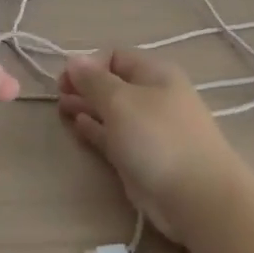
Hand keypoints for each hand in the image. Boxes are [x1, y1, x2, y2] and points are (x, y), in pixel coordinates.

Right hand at [57, 49, 248, 244]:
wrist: (195, 196)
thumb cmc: (157, 138)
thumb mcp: (121, 101)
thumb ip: (93, 81)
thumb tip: (73, 60)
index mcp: (155, 74)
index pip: (116, 56)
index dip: (88, 64)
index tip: (65, 81)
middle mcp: (153, 97)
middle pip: (113, 83)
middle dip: (84, 85)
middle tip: (58, 95)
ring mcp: (148, 128)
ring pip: (111, 110)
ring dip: (87, 106)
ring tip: (62, 109)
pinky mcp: (141, 156)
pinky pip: (113, 135)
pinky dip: (95, 129)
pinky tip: (78, 126)